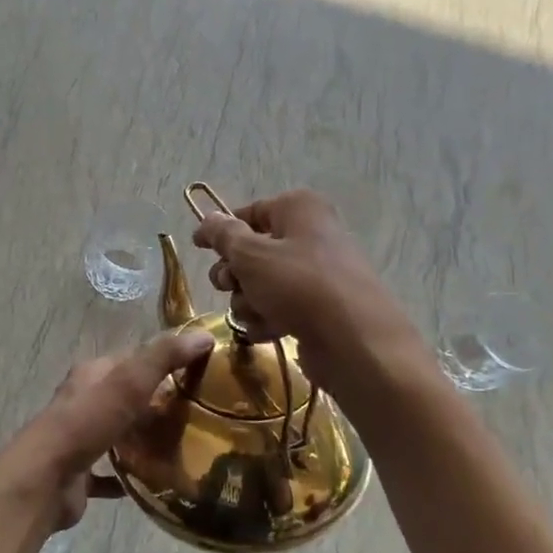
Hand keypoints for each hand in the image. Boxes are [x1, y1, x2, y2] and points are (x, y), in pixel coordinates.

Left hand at [0, 328, 215, 531]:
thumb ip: (164, 357)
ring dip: (141, 438)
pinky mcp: (78, 474)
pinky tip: (153, 482)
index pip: (132, 359)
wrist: (44, 480)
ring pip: (117, 433)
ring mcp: (79, 439)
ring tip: (181, 447)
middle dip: (155, 403)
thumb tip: (203, 334)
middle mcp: (83, 402)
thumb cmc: (86, 423)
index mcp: (92, 374)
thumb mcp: (129, 381)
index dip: (162, 361)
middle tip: (195, 414)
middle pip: (125, 397)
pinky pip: (109, 473)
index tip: (196, 372)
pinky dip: (128, 476)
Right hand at [191, 189, 419, 392]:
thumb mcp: (251, 255)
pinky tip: (270, 331)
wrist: (355, 342)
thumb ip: (223, 235)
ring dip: (249, 302)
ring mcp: (316, 274)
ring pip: (261, 284)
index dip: (220, 231)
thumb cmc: (299, 285)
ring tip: (259, 314)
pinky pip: (279, 308)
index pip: (248, 212)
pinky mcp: (318, 309)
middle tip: (232, 285)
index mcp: (298, 209)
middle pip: (252, 251)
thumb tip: (207, 218)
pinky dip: (268, 319)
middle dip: (235, 274)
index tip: (197, 248)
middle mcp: (310, 235)